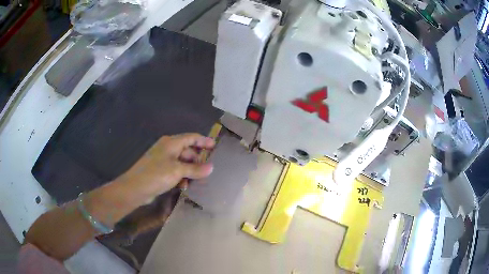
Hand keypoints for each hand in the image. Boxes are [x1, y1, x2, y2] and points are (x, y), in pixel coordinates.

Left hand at [117, 133, 214, 202]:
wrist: (135, 187)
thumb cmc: (156, 174)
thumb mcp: (177, 171)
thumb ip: (195, 169)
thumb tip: (211, 168)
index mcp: (171, 143)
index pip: (191, 138)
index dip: (204, 141)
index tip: (215, 146)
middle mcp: (167, 148)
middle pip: (187, 151)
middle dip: (197, 160)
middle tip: (207, 170)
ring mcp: (163, 160)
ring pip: (182, 162)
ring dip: (189, 171)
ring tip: (196, 181)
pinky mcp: (160, 170)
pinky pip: (175, 170)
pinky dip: (181, 176)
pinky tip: (184, 186)